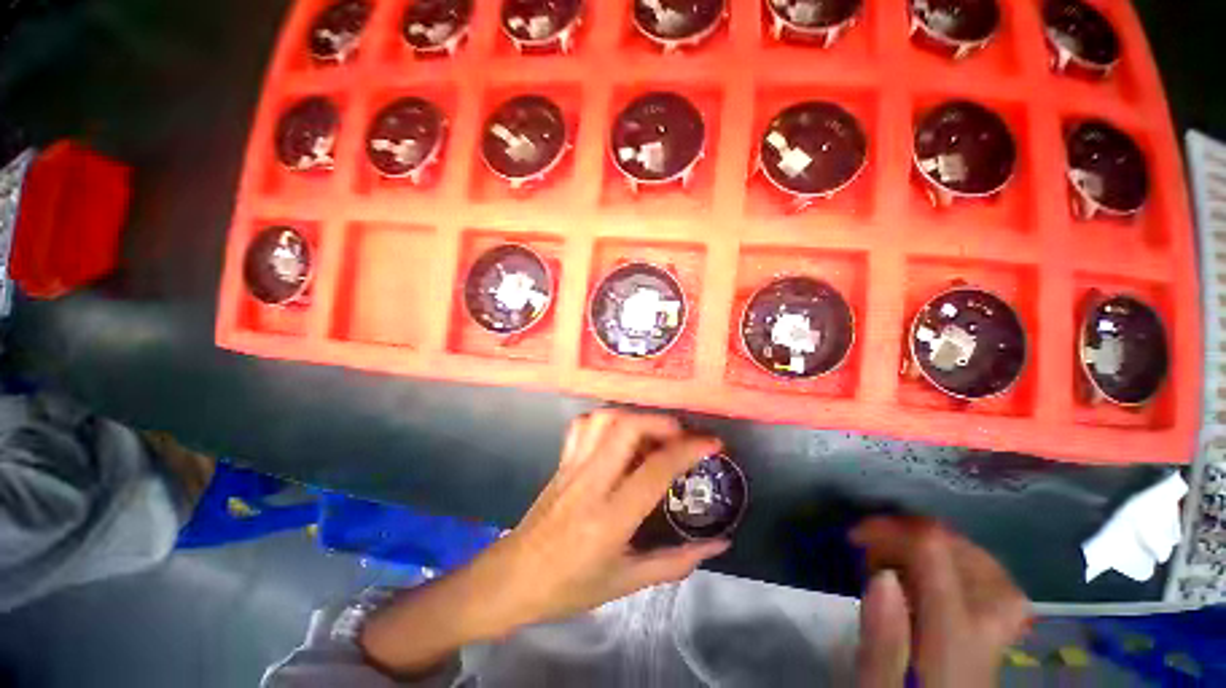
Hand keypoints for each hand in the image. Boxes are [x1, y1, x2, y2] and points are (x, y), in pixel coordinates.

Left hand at [361, 410, 726, 674]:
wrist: (513, 578)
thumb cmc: (570, 586)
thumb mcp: (628, 582)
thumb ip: (677, 562)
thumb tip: (720, 543)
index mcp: (610, 517)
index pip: (655, 469)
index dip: (689, 449)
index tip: (712, 443)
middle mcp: (591, 481)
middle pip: (627, 428)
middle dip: (661, 422)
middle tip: (681, 434)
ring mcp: (572, 465)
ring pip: (604, 419)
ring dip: (635, 417)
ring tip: (653, 432)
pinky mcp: (562, 460)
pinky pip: (584, 424)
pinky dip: (608, 418)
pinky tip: (620, 433)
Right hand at [852, 517, 1030, 687]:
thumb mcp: (879, 685)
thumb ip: (882, 640)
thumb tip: (881, 576)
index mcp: (953, 637)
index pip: (932, 553)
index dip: (890, 529)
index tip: (854, 536)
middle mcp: (987, 623)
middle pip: (958, 547)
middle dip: (907, 532)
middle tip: (871, 547)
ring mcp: (1002, 625)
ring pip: (979, 557)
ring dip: (932, 544)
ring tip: (897, 555)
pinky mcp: (1002, 629)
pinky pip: (992, 576)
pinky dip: (958, 560)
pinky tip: (935, 572)